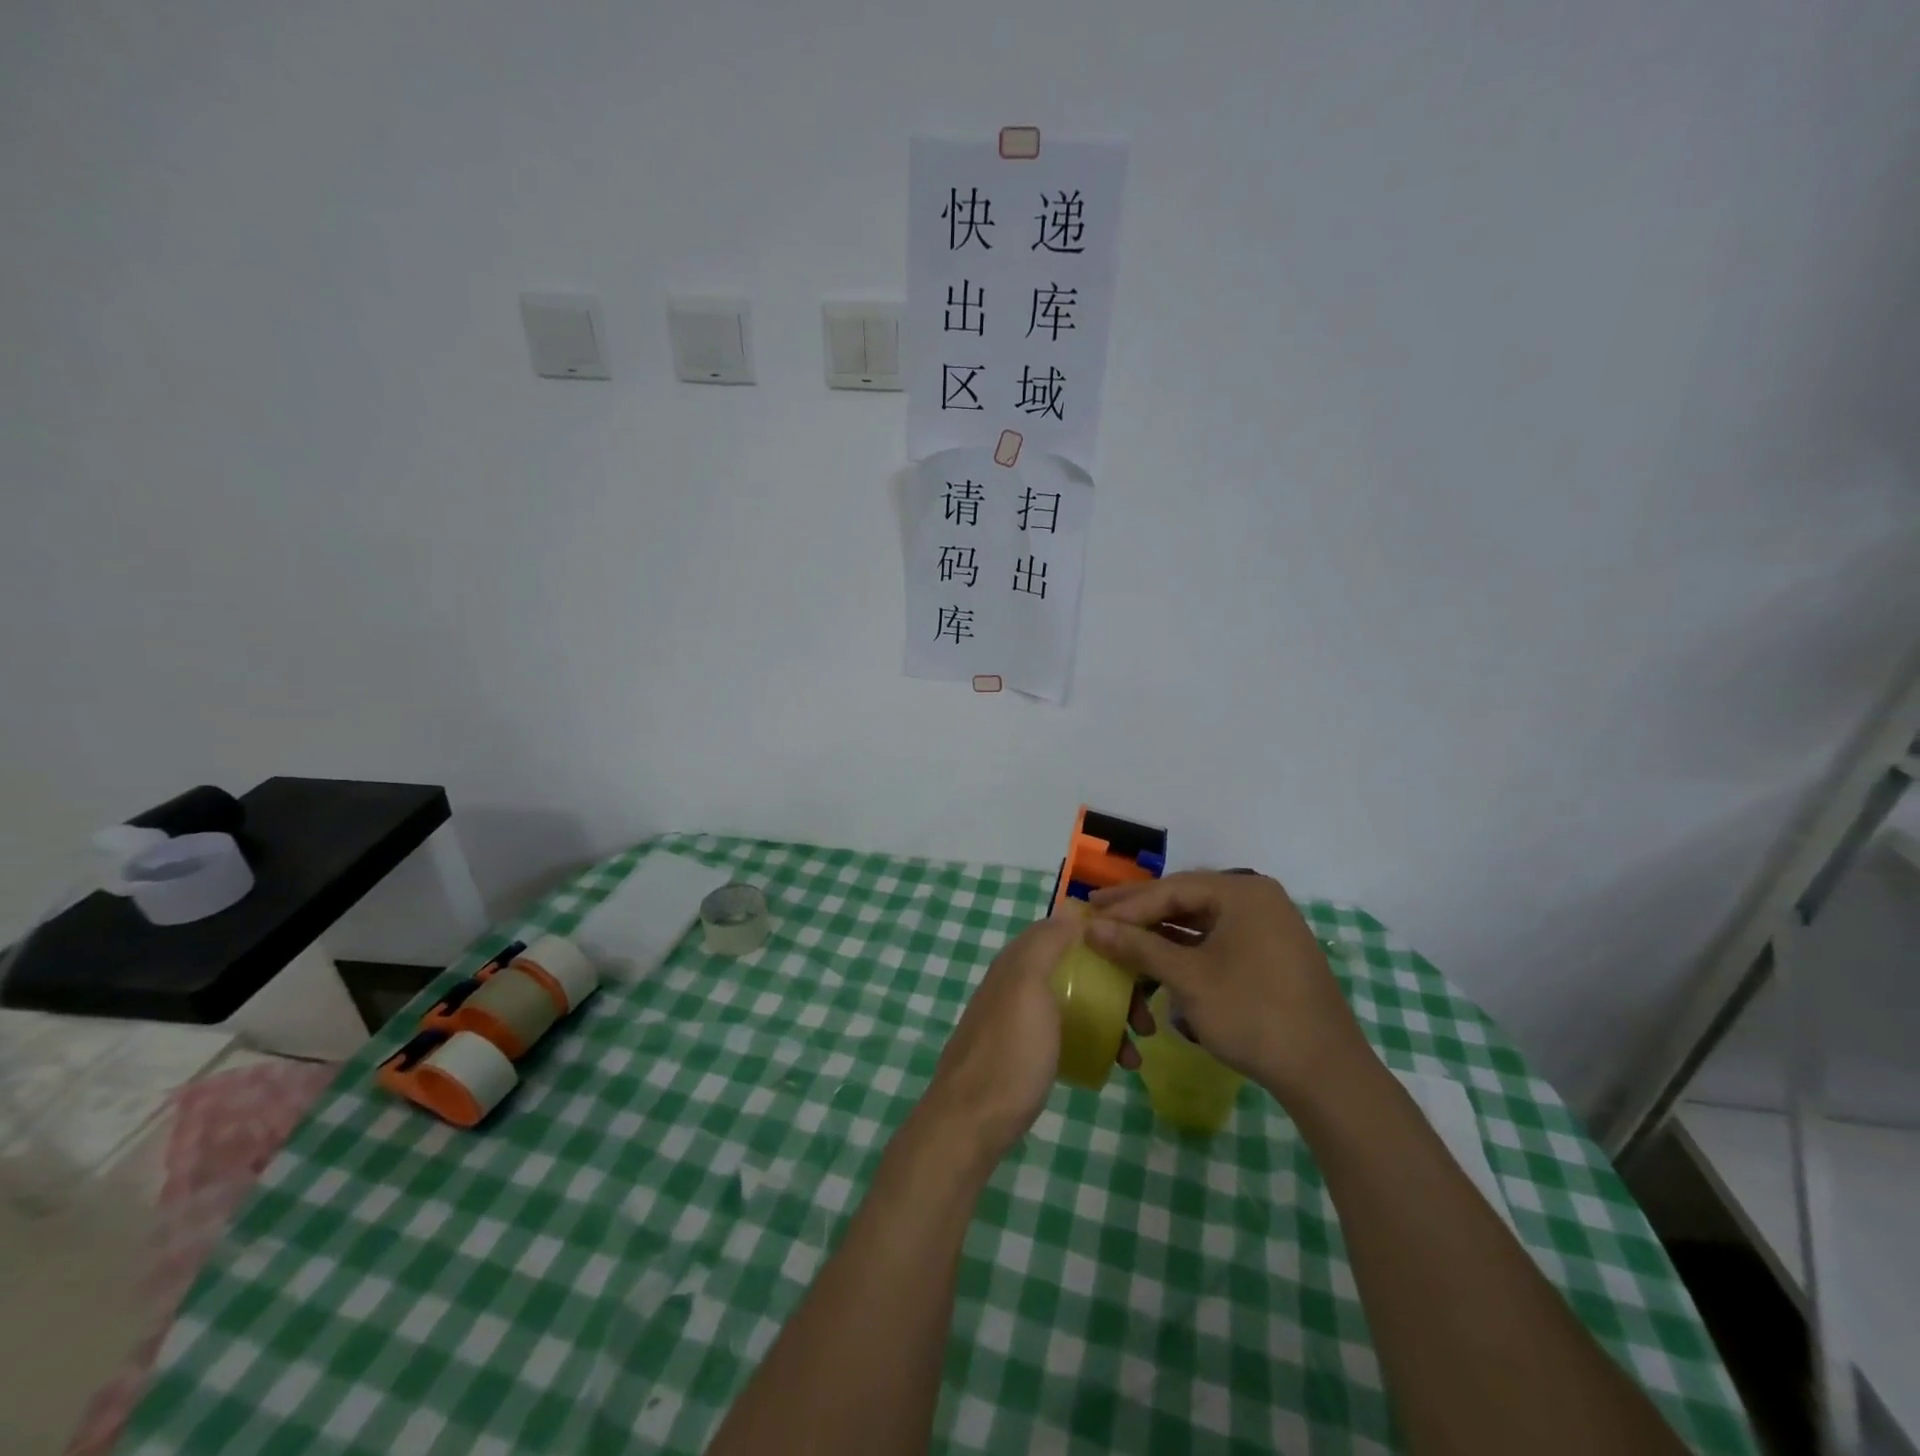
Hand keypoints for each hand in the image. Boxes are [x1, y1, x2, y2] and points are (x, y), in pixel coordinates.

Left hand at [919, 915, 1148, 1162]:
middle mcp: (1019, 981)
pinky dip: (1096, 1040)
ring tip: (1137, 1050)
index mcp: (1018, 960)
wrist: (972, 1122)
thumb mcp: (1028, 987)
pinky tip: (1116, 1063)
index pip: (1065, 930)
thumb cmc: (1009, 1051)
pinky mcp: (1028, 1050)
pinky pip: (1070, 1032)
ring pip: (1077, 1002)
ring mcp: (1023, 1018)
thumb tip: (1071, 910)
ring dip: (1112, 1017)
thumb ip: (1046, 945)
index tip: (1141, 953)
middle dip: (1116, 985)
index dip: (1102, 936)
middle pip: (1077, 968)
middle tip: (1147, 1017)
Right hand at [1084, 872, 1371, 1106]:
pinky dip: (1184, 950)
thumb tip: (1090, 927)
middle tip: (1096, 911)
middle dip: (1140, 911)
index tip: (1088, 913)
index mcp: (1243, 893)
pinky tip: (1156, 958)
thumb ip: (1138, 947)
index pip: (1171, 889)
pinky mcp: (1268, 955)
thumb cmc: (1254, 1014)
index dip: (1127, 904)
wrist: (1325, 1073)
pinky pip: (1216, 941)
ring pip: (1199, 922)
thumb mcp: (1189, 979)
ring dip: (1159, 932)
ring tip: (1120, 936)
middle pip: (1185, 899)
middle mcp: (1257, 900)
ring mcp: (1266, 928)